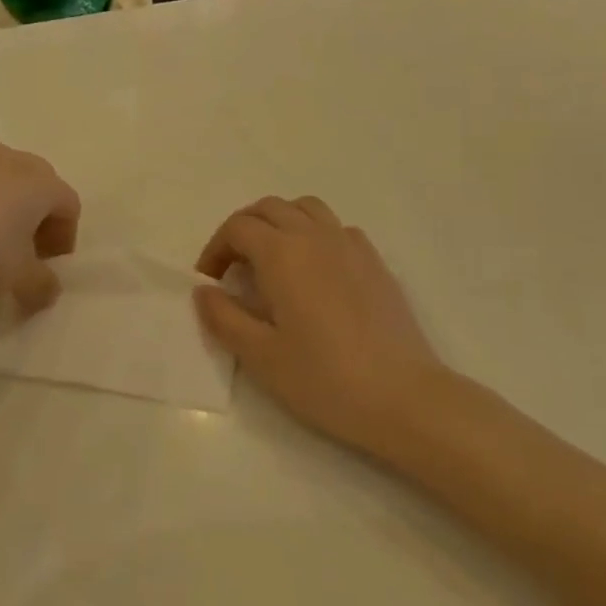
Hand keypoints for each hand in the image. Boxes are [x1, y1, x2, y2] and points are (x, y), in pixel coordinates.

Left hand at [0, 144, 79, 312]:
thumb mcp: (17, 278)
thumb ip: (42, 286)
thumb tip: (49, 291)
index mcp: (41, 182)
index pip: (69, 205)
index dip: (65, 238)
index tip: (48, 266)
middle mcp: (13, 161)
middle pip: (40, 188)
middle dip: (39, 221)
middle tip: (26, 254)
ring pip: (6, 184)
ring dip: (8, 213)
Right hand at [195, 197, 443, 453]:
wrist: (402, 396)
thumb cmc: (324, 378)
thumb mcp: (260, 355)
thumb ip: (224, 317)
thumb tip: (203, 290)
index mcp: (282, 253)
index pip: (238, 228)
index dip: (216, 249)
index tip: (210, 281)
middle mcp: (314, 236)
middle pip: (269, 208)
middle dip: (243, 229)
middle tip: (233, 267)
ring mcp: (350, 244)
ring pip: (305, 209)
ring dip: (280, 222)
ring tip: (272, 260)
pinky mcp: (374, 261)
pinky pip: (336, 228)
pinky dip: (315, 234)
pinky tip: (316, 271)